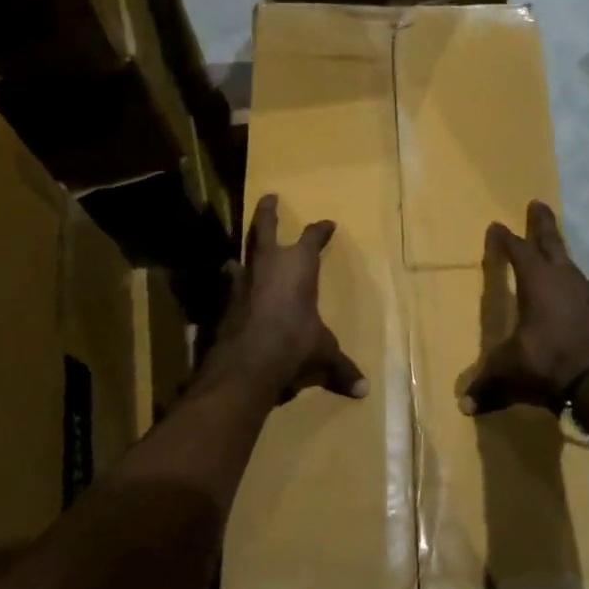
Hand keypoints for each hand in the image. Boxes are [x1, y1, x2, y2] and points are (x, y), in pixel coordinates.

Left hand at [202, 193, 367, 403]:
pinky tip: (230, 293)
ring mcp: (242, 281)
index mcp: (298, 266)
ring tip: (239, 256)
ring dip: (242, 254)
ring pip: (240, 256)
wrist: (248, 362)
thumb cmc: (295, 344)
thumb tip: (364, 391)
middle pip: (264, 228)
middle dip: (267, 212)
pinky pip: (229, 288)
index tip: (328, 224)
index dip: (320, 231)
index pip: (312, 239)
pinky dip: (231, 288)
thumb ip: (341, 368)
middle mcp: (268, 265)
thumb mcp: (323, 354)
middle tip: (269, 197)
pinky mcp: (224, 302)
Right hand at [462, 201, 588, 414]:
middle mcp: (561, 279)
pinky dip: (572, 277)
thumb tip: (464, 405)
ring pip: (568, 260)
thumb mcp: (508, 370)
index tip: (497, 226)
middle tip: (538, 203)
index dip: (506, 239)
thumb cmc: (545, 362)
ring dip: (559, 249)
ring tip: (554, 244)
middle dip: (542, 224)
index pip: (518, 251)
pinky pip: (579, 283)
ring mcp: (581, 293)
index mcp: (536, 282)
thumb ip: (486, 383)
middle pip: (550, 243)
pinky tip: (574, 284)